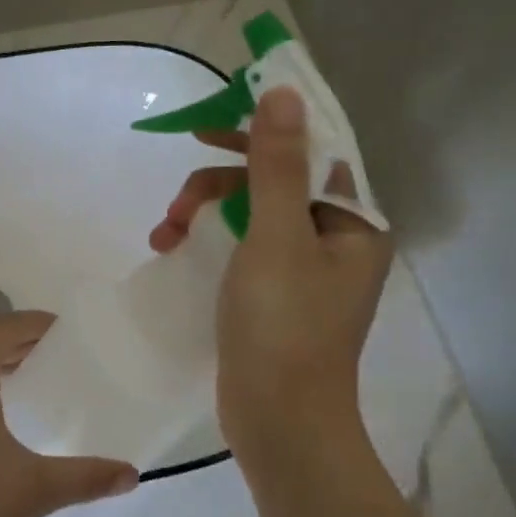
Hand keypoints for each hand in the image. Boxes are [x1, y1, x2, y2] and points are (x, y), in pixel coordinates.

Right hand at [149, 87, 390, 471]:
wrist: (279, 423)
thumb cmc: (283, 327)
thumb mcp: (276, 237)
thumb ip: (277, 164)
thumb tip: (283, 92)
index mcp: (351, 222)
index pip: (309, 152)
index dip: (260, 132)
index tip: (207, 130)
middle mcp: (334, 239)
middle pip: (273, 183)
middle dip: (218, 184)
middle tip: (178, 203)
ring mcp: (303, 270)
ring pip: (251, 215)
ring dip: (205, 213)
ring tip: (164, 233)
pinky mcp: (274, 295)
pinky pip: (241, 247)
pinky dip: (208, 243)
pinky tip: (172, 250)